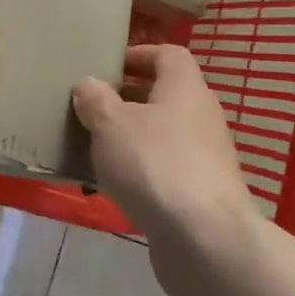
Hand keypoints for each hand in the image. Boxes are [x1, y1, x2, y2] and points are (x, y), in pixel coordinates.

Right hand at [73, 44, 254, 254]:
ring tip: (95, 148)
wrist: (206, 241)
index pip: (168, 55)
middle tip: (91, 108)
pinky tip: (113, 186)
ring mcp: (206, 157)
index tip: (106, 68)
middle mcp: (201, 116)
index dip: (138, 55)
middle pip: (164, 95)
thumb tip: (88, 83)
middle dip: (127, 99)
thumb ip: (96, 99)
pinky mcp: (202, 193)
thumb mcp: (111, 124)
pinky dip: (141, 171)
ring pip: (162, 134)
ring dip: (131, 138)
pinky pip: (165, 169)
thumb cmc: (155, 165)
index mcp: (185, 88)